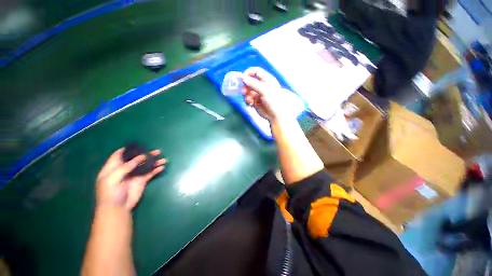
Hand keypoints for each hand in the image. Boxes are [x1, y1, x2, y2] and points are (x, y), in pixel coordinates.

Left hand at [96, 148, 165, 210]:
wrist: (117, 208)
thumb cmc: (110, 193)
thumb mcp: (113, 178)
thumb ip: (126, 167)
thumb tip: (141, 157)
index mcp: (114, 167)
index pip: (119, 155)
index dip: (127, 149)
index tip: (138, 145)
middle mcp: (125, 169)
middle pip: (136, 159)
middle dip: (146, 154)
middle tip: (157, 151)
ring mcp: (134, 175)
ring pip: (146, 165)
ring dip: (154, 162)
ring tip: (163, 159)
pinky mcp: (142, 181)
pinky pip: (150, 173)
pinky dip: (156, 170)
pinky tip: (162, 167)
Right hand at [241, 67, 291, 121]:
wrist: (275, 115)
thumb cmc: (273, 101)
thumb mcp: (264, 90)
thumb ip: (253, 83)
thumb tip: (242, 77)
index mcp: (266, 79)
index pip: (255, 71)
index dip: (248, 73)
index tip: (242, 79)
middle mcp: (261, 85)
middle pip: (249, 81)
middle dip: (245, 86)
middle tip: (244, 92)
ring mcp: (258, 93)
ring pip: (247, 91)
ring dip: (246, 95)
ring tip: (250, 101)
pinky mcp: (255, 101)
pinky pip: (248, 98)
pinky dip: (248, 101)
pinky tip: (250, 104)